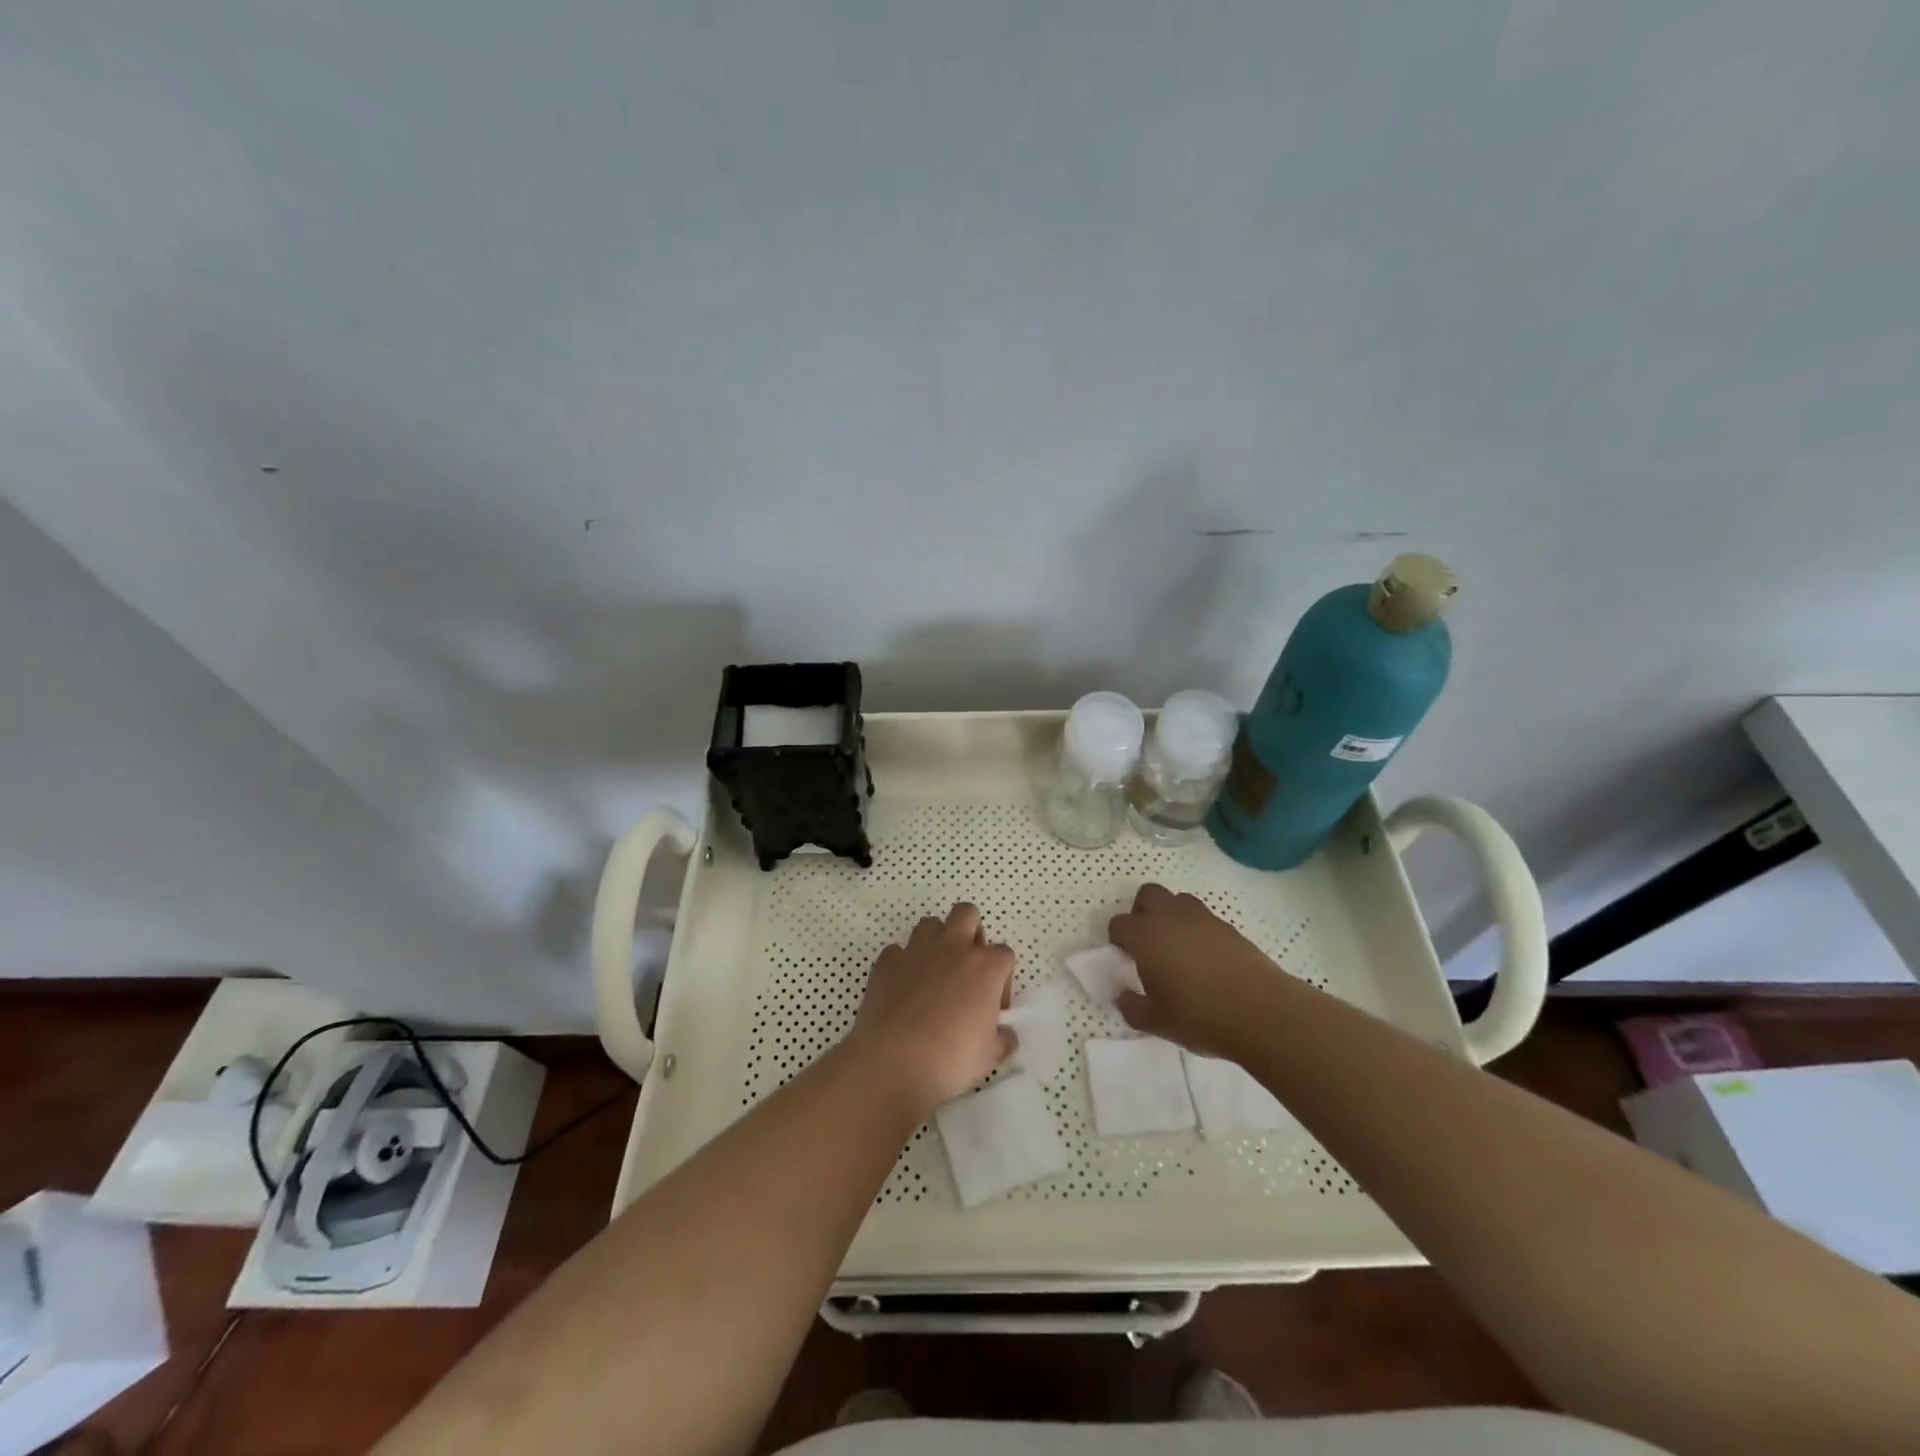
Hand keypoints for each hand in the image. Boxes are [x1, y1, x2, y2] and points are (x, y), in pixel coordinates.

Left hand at [847, 903, 1017, 1113]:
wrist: (892, 1061)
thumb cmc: (950, 1059)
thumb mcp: (989, 1056)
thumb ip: (1002, 1038)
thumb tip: (1005, 1034)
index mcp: (985, 967)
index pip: (1004, 954)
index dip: (1002, 978)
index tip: (993, 1005)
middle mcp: (953, 948)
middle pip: (967, 913)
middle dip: (970, 932)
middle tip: (966, 968)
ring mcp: (917, 950)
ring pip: (930, 924)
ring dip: (935, 942)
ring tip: (933, 974)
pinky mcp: (887, 961)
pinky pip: (897, 950)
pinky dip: (902, 963)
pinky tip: (902, 988)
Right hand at [1109, 883, 1283, 1059]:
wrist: (1262, 1012)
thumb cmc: (1200, 1016)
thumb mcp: (1157, 1023)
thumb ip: (1132, 1008)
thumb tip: (1123, 997)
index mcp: (1145, 936)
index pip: (1119, 924)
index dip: (1118, 941)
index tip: (1127, 961)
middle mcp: (1170, 918)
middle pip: (1148, 895)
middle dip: (1142, 913)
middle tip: (1149, 945)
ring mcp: (1202, 918)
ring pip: (1178, 900)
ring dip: (1171, 916)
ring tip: (1178, 948)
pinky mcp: (1228, 927)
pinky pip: (1204, 917)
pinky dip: (1198, 930)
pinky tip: (1206, 959)